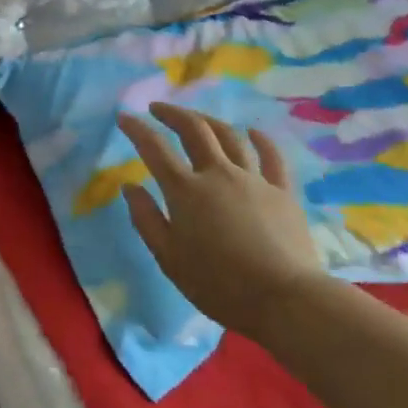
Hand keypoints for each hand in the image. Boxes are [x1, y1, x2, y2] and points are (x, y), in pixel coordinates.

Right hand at [117, 103, 335, 332]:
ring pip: (230, 136)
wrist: (283, 298)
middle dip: (173, 114)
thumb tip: (130, 186)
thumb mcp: (168, 257)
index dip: (137, 129)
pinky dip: (260, 140)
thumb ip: (146, 218)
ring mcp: (254, 179)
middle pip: (195, 130)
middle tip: (157, 108)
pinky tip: (253, 132)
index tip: (123, 117)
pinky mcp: (282, 191)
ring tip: (197, 118)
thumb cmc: (217, 283)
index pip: (154, 149)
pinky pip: (271, 156)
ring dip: (210, 121)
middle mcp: (218, 174)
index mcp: (185, 190)